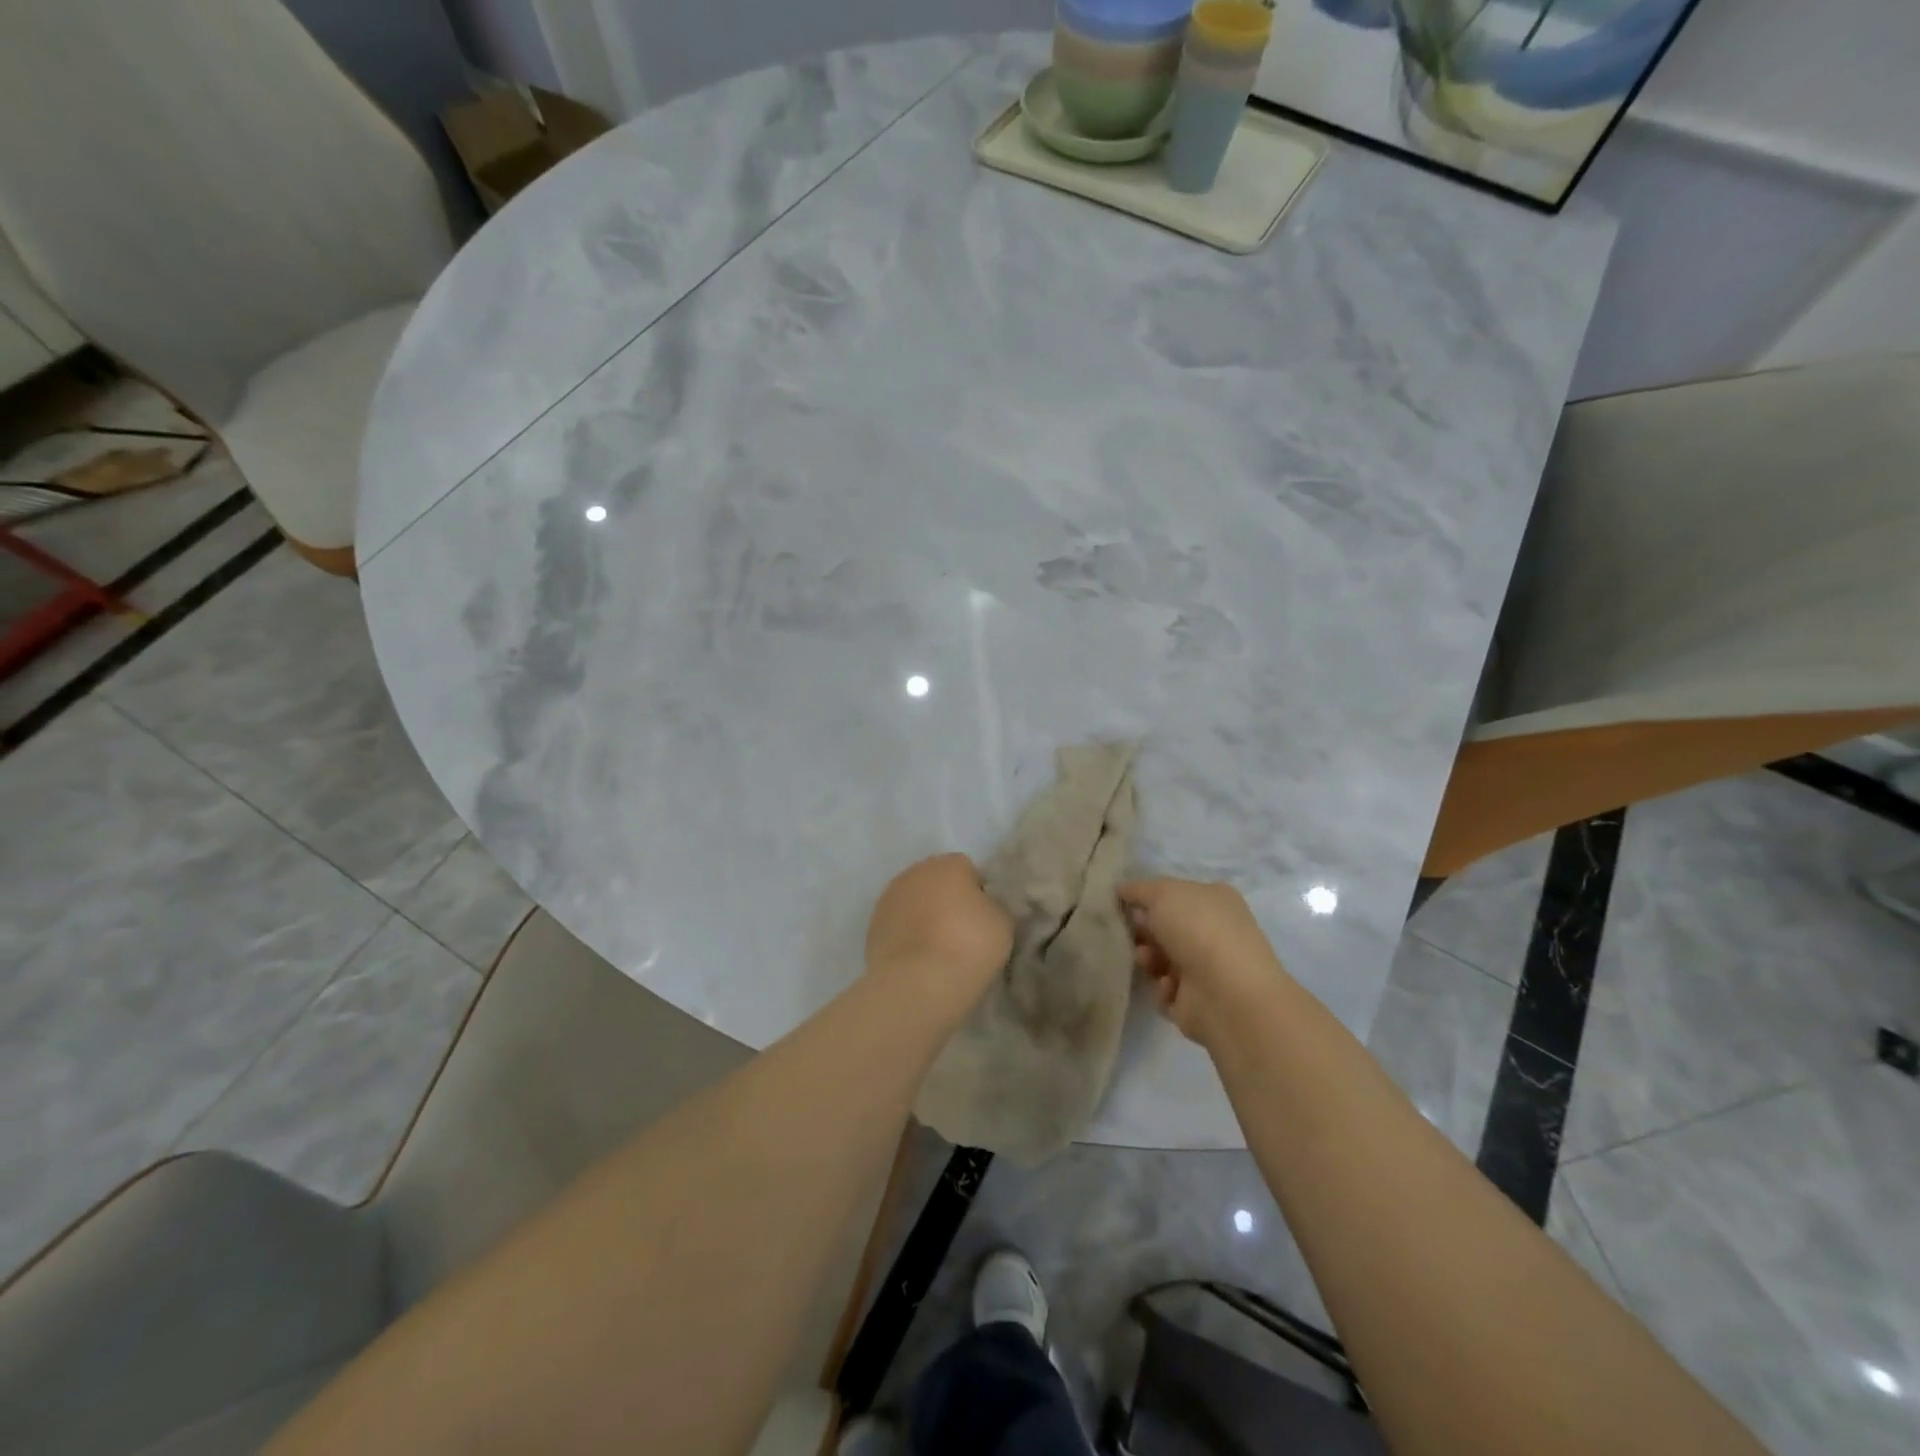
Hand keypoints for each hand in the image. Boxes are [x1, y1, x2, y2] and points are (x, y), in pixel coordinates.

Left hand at [865, 854, 1012, 1019]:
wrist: (918, 983)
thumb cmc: (969, 946)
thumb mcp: (1003, 923)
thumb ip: (993, 906)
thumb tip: (981, 907)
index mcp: (948, 864)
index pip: (968, 870)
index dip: (977, 893)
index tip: (982, 919)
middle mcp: (915, 872)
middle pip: (936, 882)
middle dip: (947, 900)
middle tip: (961, 933)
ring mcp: (889, 898)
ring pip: (914, 901)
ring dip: (923, 916)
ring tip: (936, 949)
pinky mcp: (873, 925)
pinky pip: (897, 924)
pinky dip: (906, 935)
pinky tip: (917, 959)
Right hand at [1119, 878, 1287, 1047]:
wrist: (1226, 993)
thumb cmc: (1197, 929)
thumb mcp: (1162, 892)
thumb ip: (1139, 889)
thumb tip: (1122, 890)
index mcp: (1215, 900)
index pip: (1176, 894)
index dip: (1147, 898)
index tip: (1121, 903)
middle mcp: (1215, 932)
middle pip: (1166, 928)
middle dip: (1143, 930)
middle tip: (1129, 932)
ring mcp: (1209, 969)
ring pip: (1162, 959)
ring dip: (1148, 958)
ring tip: (1147, 959)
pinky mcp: (1198, 1002)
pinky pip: (1166, 990)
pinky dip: (1162, 987)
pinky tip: (1168, 985)